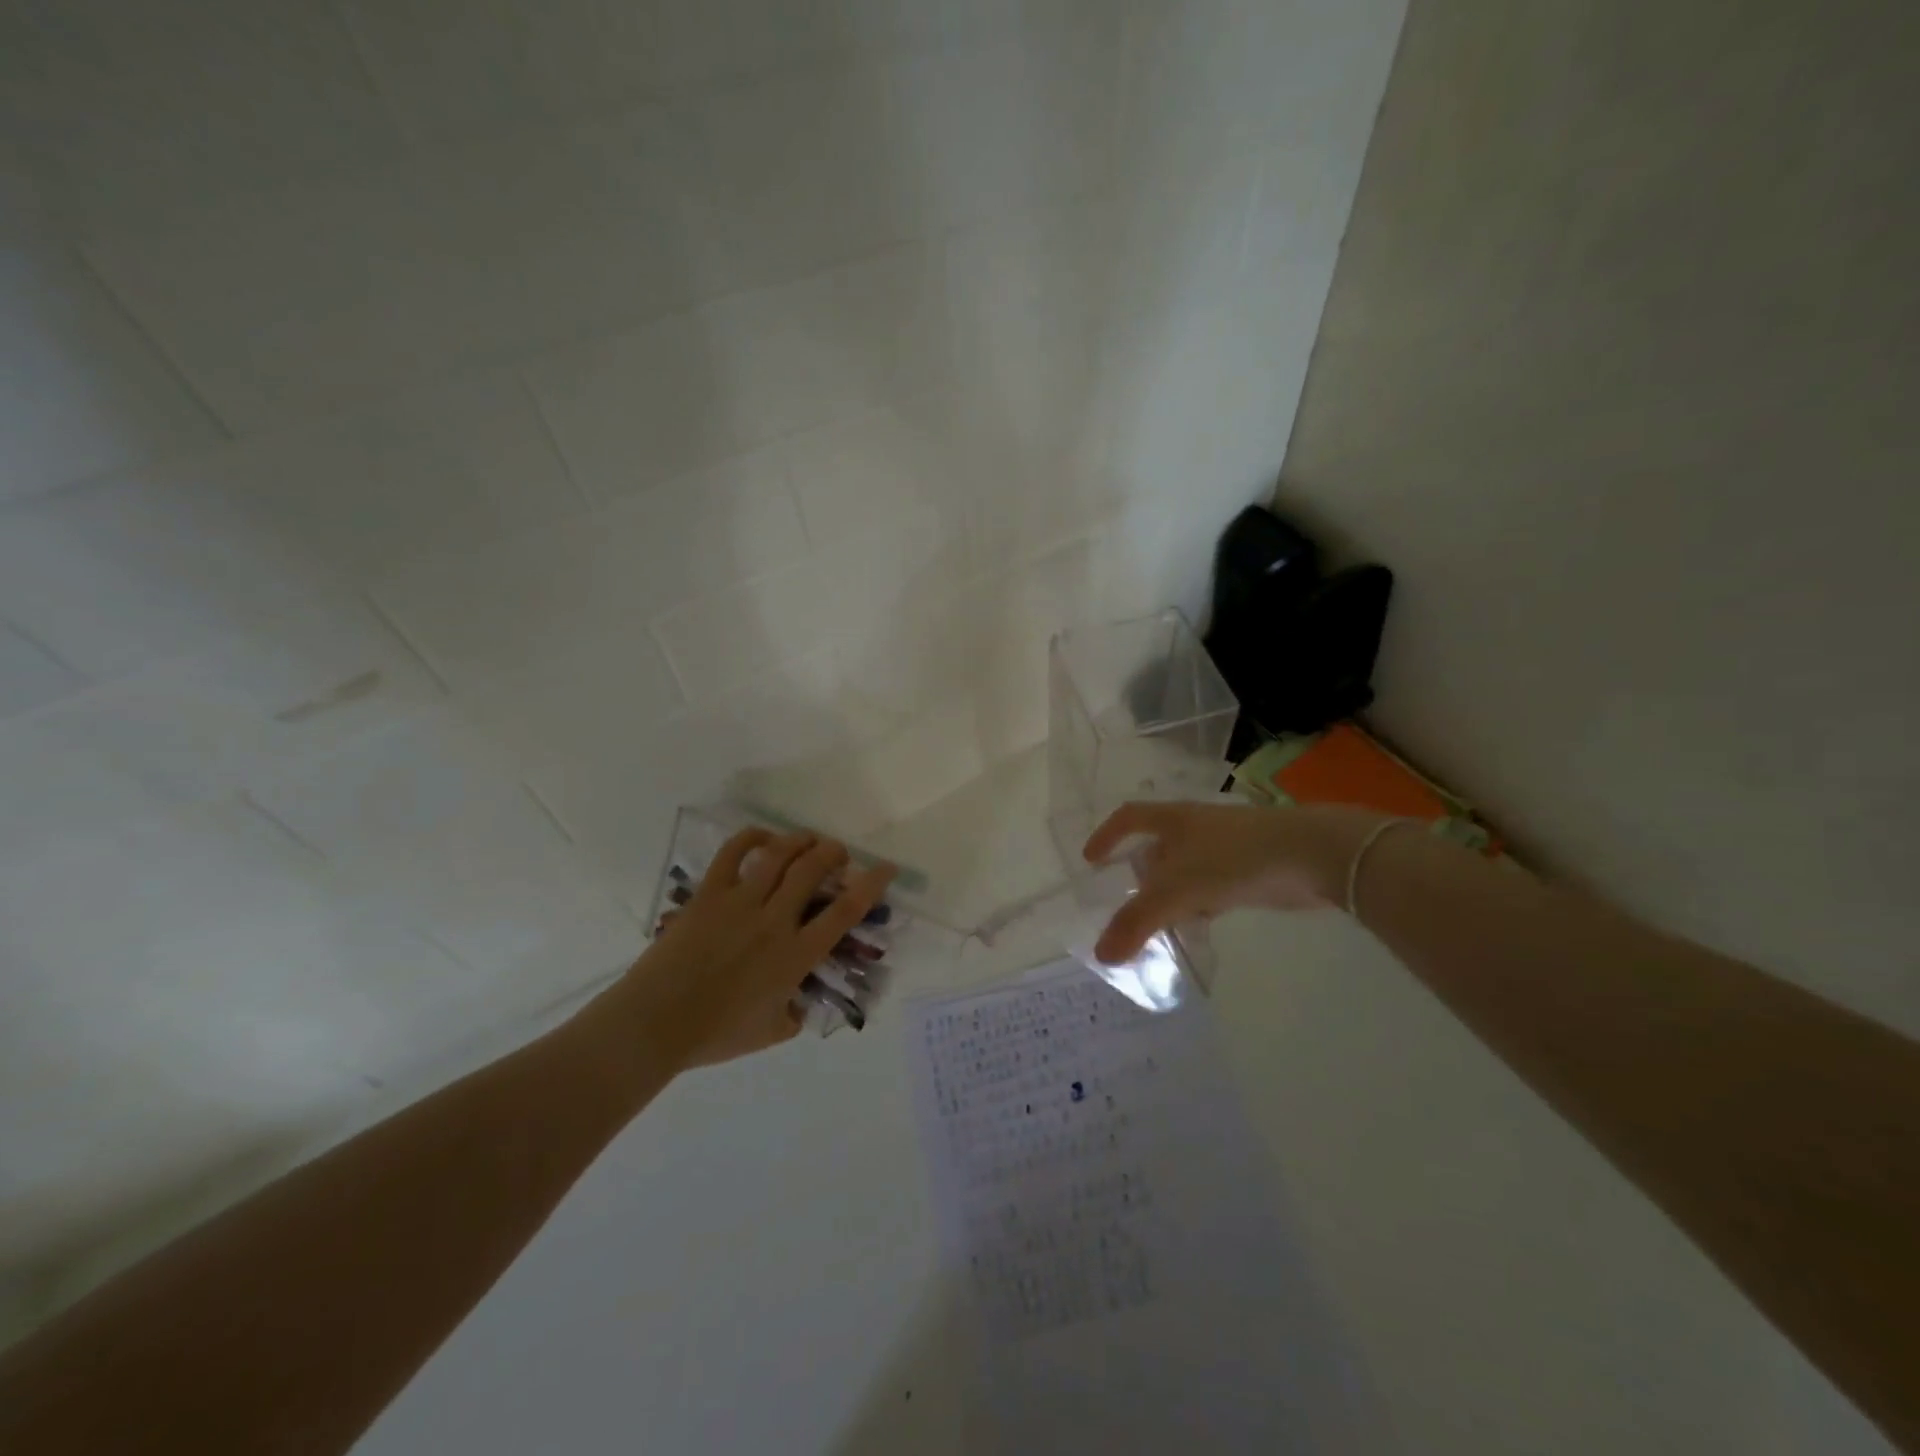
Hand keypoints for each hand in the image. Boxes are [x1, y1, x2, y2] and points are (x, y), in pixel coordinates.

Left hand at [622, 829, 895, 1067]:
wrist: (655, 1024)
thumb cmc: (715, 1034)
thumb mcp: (771, 1033)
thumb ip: (793, 1015)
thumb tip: (798, 1005)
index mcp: (796, 955)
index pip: (845, 911)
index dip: (871, 885)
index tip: (886, 868)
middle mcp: (774, 920)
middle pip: (813, 870)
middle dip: (833, 853)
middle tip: (837, 854)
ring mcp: (740, 902)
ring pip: (779, 855)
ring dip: (800, 841)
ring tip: (808, 841)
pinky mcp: (709, 895)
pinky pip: (732, 853)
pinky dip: (751, 837)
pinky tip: (763, 837)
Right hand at [1082, 800, 1388, 963]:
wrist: (1314, 854)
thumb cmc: (1236, 859)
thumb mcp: (1178, 890)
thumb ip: (1138, 922)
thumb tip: (1101, 954)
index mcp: (1173, 819)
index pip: (1128, 818)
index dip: (1106, 836)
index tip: (1091, 861)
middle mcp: (1195, 827)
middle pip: (1157, 847)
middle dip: (1140, 875)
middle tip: (1128, 905)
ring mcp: (1225, 846)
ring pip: (1185, 870)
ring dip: (1171, 894)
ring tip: (1161, 924)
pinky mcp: (1250, 866)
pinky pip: (1211, 884)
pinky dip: (1199, 903)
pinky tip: (1202, 924)